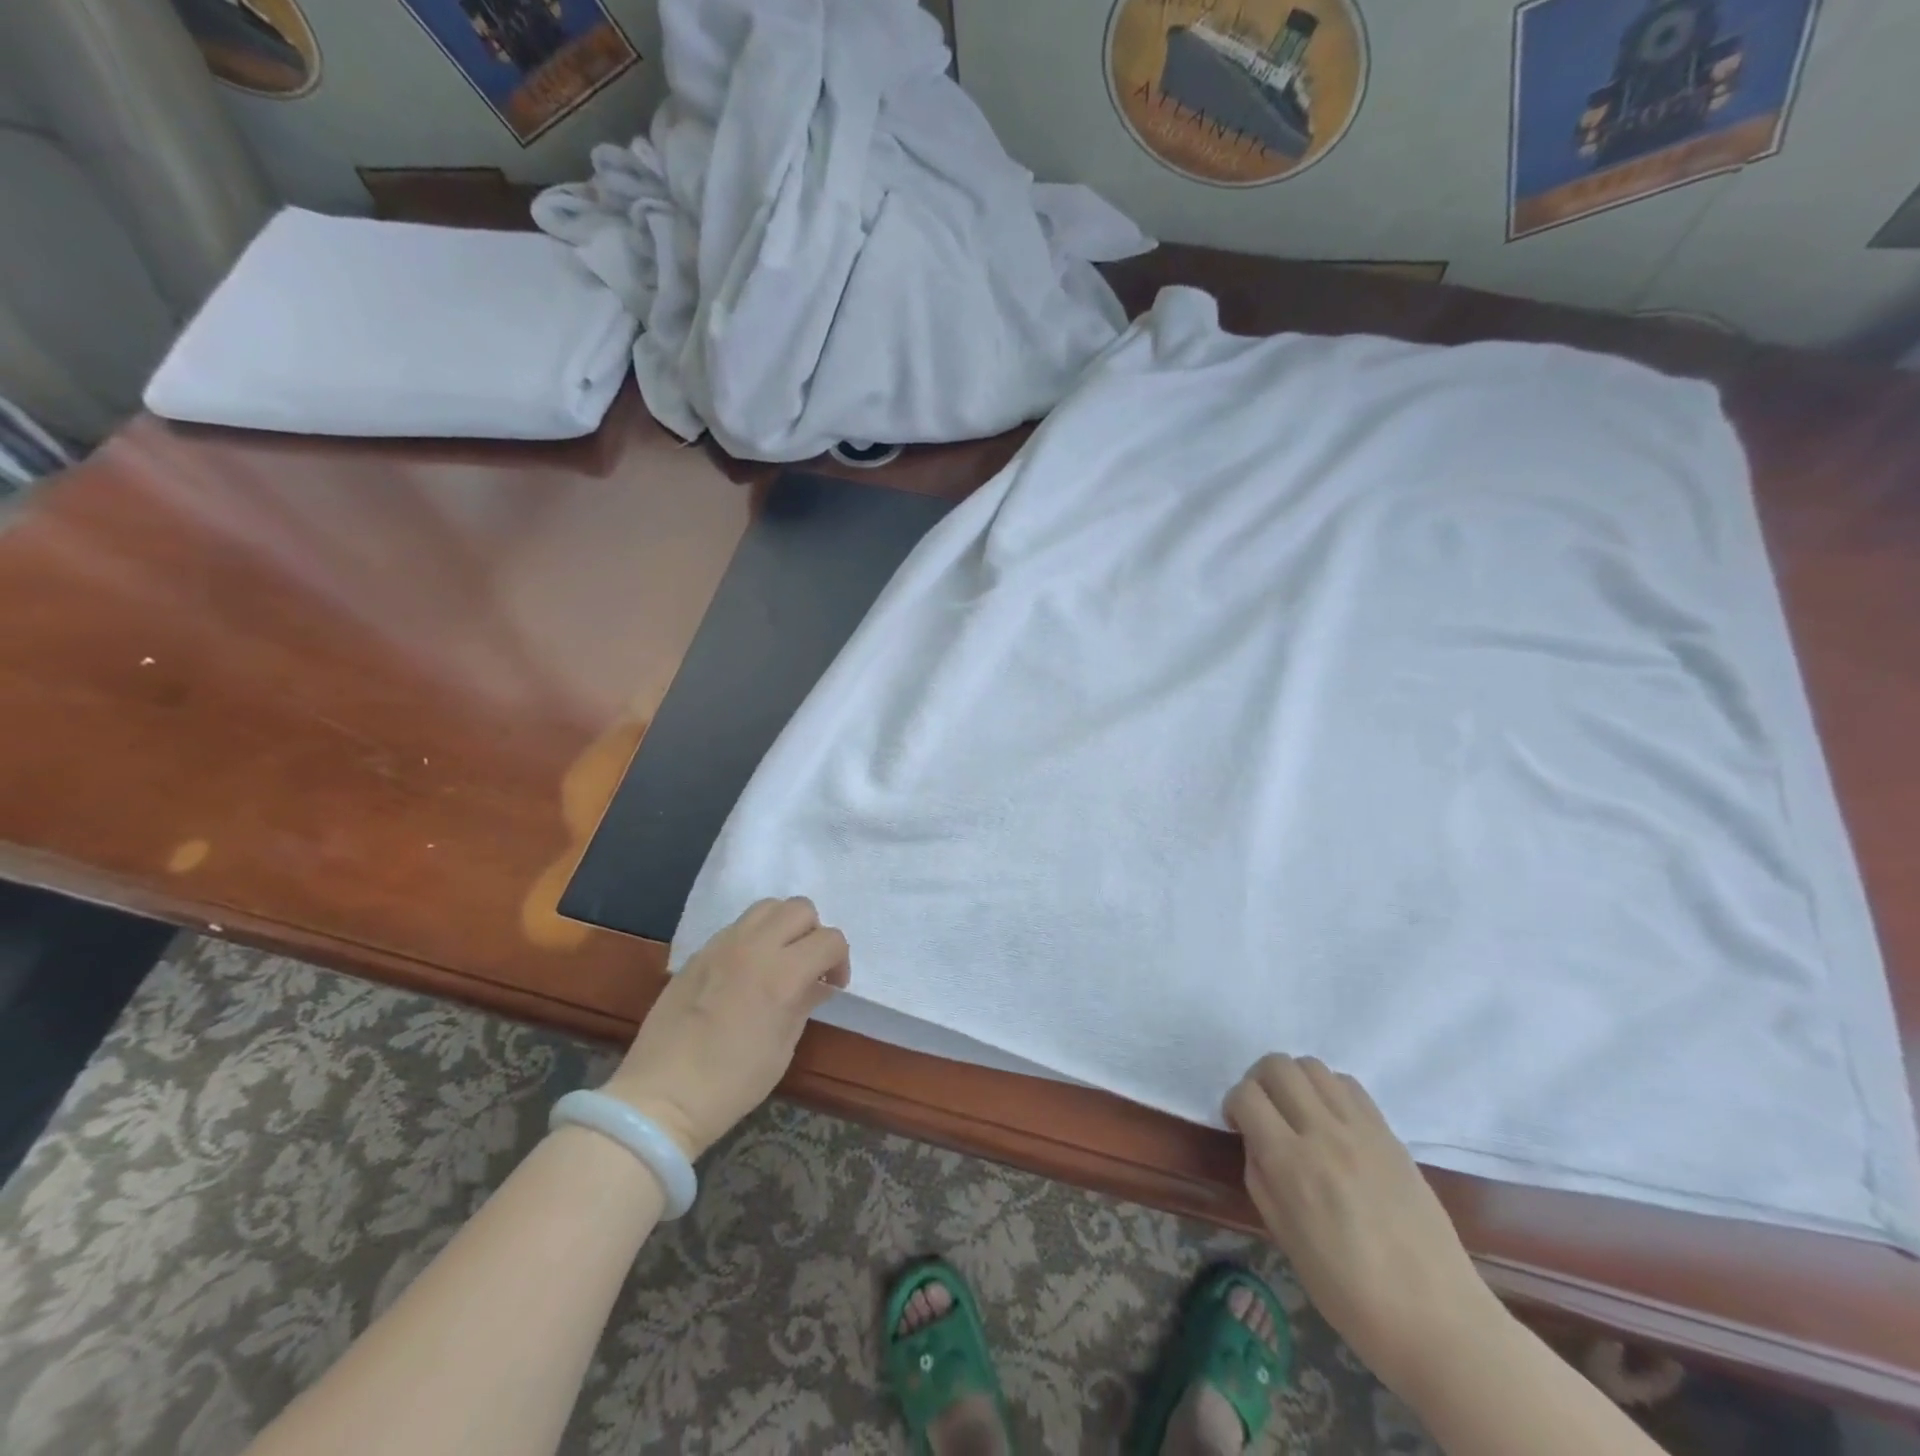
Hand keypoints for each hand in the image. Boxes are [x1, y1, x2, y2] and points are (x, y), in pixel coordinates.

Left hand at [600, 898, 849, 1158]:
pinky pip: (738, 926)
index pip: (830, 940)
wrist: (662, 1095)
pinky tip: (747, 970)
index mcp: (782, 975)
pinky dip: (754, 937)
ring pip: (767, 907)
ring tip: (779, 959)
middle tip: (808, 966)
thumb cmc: (732, 1083)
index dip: (840, 960)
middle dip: (814, 933)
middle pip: (800, 909)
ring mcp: (722, 945)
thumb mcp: (783, 1047)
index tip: (833, 985)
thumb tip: (819, 983)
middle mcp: (754, 948)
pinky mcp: (699, 952)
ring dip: (783, 926)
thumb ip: (805, 1003)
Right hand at [1225, 1054, 1501, 1393]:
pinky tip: (1332, 1121)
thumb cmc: (1350, 1293)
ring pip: (1313, 1066)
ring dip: (1294, 1081)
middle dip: (1259, 1081)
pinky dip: (1329, 1090)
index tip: (1238, 1125)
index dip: (1233, 1103)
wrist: (1437, 1318)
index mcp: (1291, 1164)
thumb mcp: (1284, 1237)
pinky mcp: (1390, 1134)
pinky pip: (1349, 1086)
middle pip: (1278, 1065)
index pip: (1246, 1095)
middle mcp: (1324, 1133)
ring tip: (1298, 1113)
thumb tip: (1256, 1142)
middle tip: (1264, 1113)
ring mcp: (1361, 1130)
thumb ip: (1261, 1178)